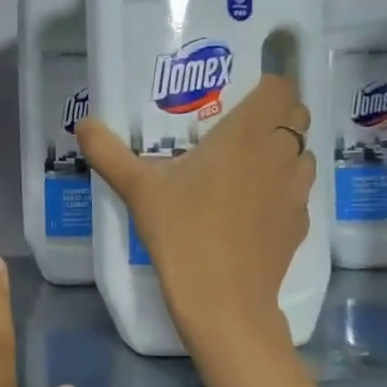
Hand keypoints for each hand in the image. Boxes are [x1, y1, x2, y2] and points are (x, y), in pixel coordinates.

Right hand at [78, 74, 315, 348]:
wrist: (222, 300)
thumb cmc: (181, 231)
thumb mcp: (137, 189)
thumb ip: (108, 152)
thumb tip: (82, 124)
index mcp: (246, 134)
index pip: (280, 87)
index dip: (266, 87)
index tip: (240, 98)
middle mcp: (280, 153)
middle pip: (298, 115)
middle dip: (277, 115)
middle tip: (239, 130)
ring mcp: (296, 190)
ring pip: (303, 153)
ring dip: (284, 151)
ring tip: (248, 167)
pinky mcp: (301, 223)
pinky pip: (299, 191)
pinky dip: (283, 188)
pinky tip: (253, 208)